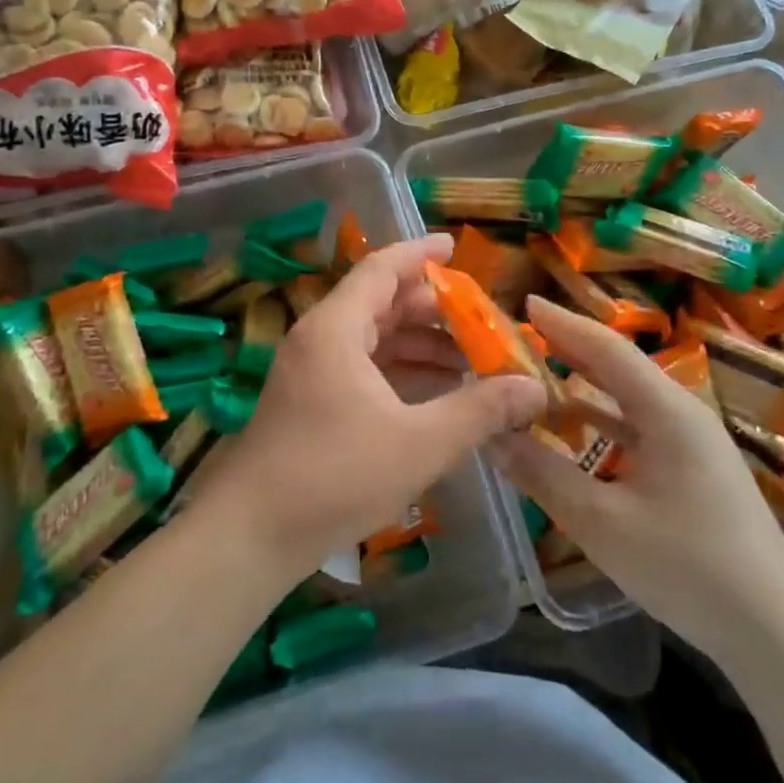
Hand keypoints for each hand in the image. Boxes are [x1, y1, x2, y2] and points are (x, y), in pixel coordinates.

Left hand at [185, 234, 546, 579]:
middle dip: (432, 310)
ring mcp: (310, 371)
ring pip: (372, 340)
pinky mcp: (308, 402)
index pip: (382, 269)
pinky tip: (434, 394)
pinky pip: (361, 369)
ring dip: (419, 345)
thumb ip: (479, 411)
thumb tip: (534, 388)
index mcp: (336, 329)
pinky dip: (398, 372)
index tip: (456, 246)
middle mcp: (319, 339)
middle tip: (481, 320)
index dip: (420, 254)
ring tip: (470, 361)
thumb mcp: (419, 444)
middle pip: (381, 304)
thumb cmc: (334, 477)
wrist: (250, 536)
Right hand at [491, 297, 783, 651]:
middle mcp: (680, 413)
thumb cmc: (689, 567)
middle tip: (515, 341)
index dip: (563, 323)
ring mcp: (689, 442)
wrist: (778, 633)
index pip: (607, 348)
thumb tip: (490, 434)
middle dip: (566, 350)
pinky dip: (599, 421)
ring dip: (580, 387)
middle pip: (615, 367)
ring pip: (624, 399)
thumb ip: (543, 472)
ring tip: (531, 380)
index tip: (522, 303)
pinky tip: (569, 432)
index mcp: (667, 410)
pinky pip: (635, 428)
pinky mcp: (690, 469)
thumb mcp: (602, 522)